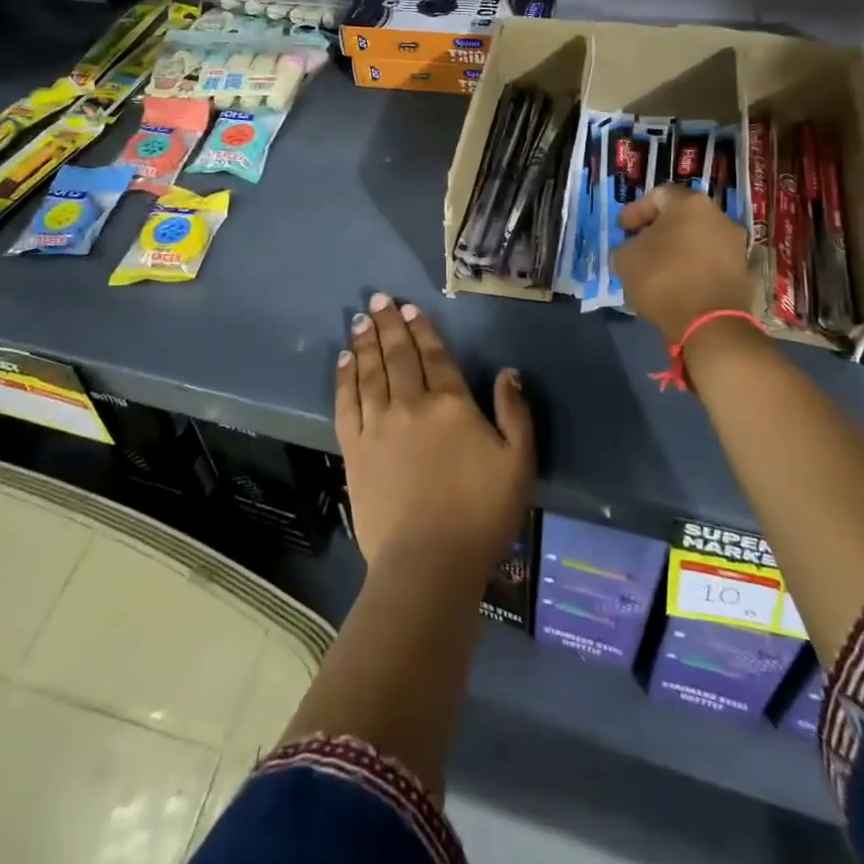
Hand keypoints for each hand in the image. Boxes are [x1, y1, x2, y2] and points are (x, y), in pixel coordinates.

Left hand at [336, 293, 534, 576]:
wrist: (428, 563)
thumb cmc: (481, 514)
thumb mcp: (519, 464)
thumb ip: (515, 413)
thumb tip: (508, 373)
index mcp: (450, 404)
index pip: (434, 355)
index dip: (421, 329)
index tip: (409, 308)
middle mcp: (410, 404)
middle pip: (397, 355)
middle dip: (388, 325)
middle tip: (378, 300)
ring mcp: (378, 425)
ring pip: (369, 371)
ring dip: (365, 342)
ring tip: (360, 320)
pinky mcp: (355, 449)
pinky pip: (346, 402)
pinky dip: (344, 378)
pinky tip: (344, 361)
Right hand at [611, 184, 755, 342]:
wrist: (711, 324)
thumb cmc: (663, 280)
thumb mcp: (625, 259)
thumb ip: (626, 246)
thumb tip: (634, 249)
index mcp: (690, 204)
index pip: (658, 195)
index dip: (636, 211)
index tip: (623, 229)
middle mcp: (718, 216)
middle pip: (681, 216)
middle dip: (658, 229)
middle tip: (639, 246)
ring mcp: (735, 244)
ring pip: (697, 238)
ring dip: (677, 248)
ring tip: (657, 268)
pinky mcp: (742, 271)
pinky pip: (709, 260)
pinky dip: (692, 266)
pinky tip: (677, 283)